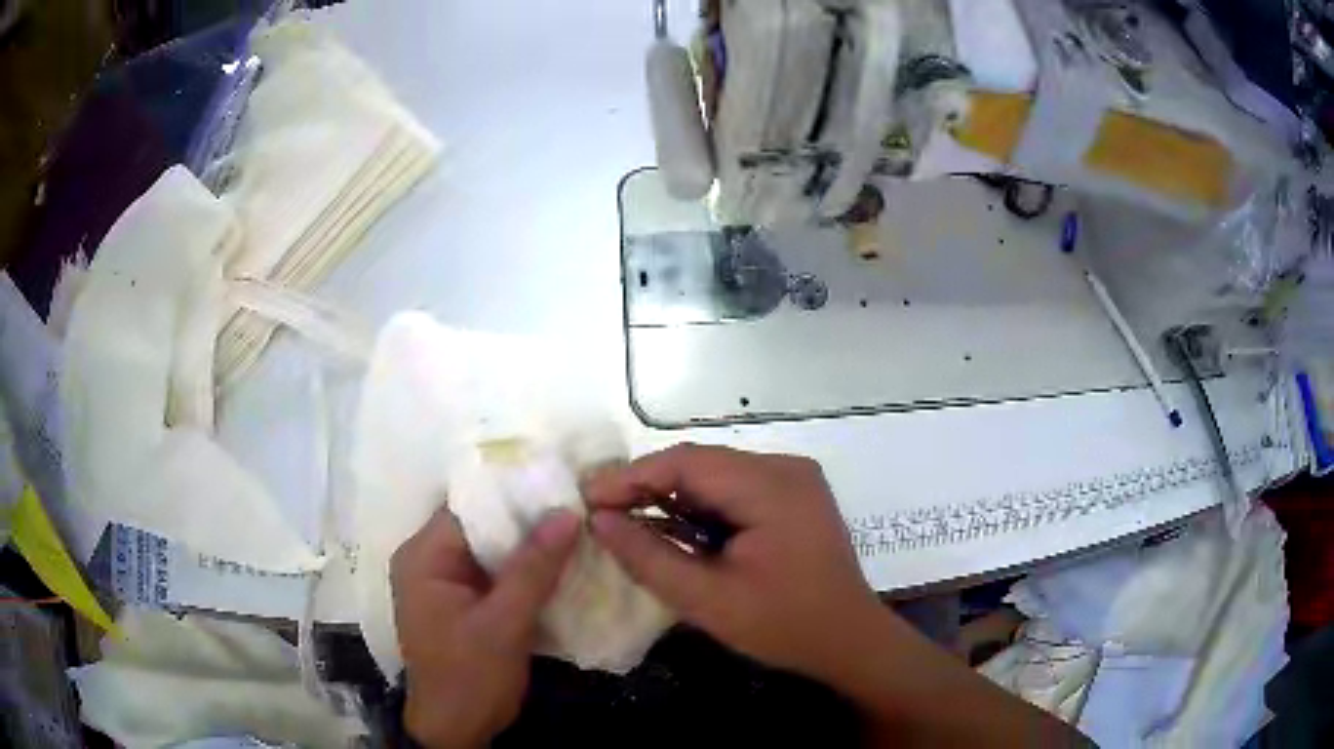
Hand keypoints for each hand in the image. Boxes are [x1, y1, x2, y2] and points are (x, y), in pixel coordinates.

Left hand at [391, 507, 580, 747]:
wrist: (458, 728)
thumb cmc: (470, 676)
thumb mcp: (504, 623)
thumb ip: (534, 568)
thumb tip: (567, 512)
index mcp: (423, 557)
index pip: (469, 508)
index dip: (514, 495)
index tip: (562, 486)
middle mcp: (429, 562)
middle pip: (481, 526)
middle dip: (527, 521)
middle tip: (578, 507)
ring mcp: (446, 584)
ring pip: (492, 550)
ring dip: (530, 547)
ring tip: (578, 530)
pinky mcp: (464, 603)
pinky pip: (495, 574)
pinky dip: (524, 571)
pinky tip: (561, 565)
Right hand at [583, 444, 883, 680]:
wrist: (850, 641)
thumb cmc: (783, 626)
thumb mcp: (708, 600)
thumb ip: (649, 557)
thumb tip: (600, 521)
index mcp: (772, 487)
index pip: (687, 462)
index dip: (631, 476)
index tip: (587, 498)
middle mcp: (786, 468)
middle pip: (701, 464)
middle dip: (648, 486)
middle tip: (601, 511)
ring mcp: (794, 479)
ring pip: (716, 475)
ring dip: (672, 496)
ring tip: (627, 519)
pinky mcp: (794, 496)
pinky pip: (735, 489)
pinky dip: (700, 507)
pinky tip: (674, 528)